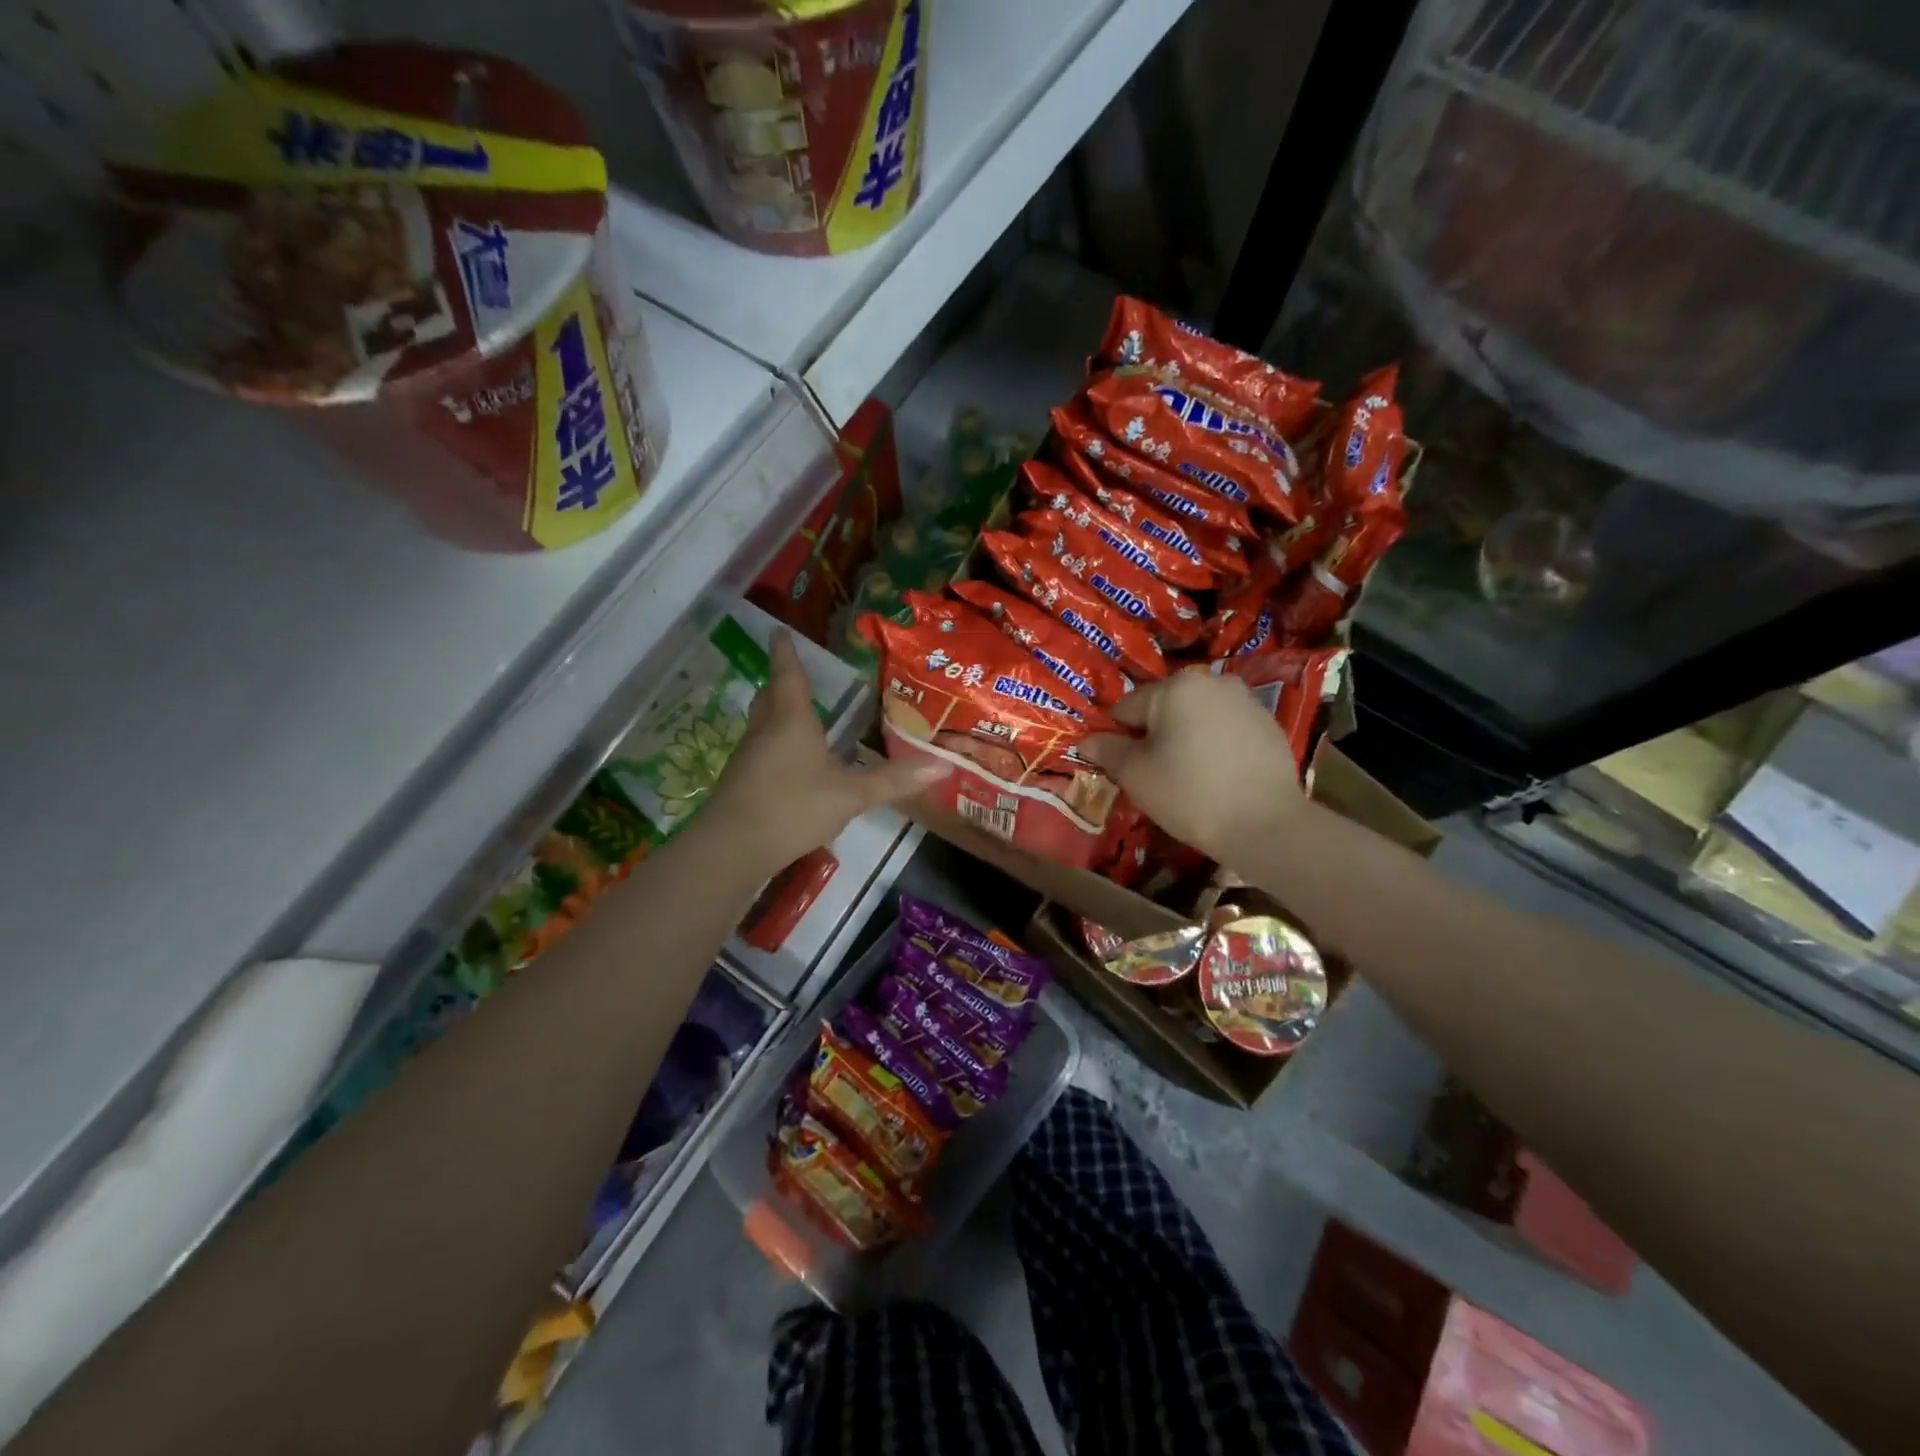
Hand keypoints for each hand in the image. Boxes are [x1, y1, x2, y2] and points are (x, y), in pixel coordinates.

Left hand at [705, 633, 948, 872]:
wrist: (732, 847)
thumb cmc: (793, 807)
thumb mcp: (851, 795)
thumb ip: (894, 780)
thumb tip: (944, 764)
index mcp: (791, 720)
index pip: (788, 674)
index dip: (786, 652)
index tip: (779, 632)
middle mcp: (765, 730)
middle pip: (770, 696)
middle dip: (781, 682)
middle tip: (794, 673)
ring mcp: (748, 756)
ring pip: (762, 723)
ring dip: (777, 713)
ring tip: (798, 716)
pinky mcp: (740, 781)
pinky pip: (760, 750)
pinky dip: (774, 744)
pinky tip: (789, 763)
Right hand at [1080, 667, 1308, 861]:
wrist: (1265, 824)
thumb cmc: (1189, 793)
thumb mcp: (1136, 774)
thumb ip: (1107, 750)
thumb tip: (1086, 740)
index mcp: (1175, 686)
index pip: (1127, 708)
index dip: (1119, 739)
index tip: (1124, 769)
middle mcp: (1212, 682)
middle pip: (1164, 709)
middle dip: (1155, 737)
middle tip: (1155, 776)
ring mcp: (1246, 701)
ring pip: (1197, 718)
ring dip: (1186, 739)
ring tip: (1189, 779)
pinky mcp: (1269, 724)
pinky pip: (1226, 730)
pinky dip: (1216, 747)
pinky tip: (1219, 778)